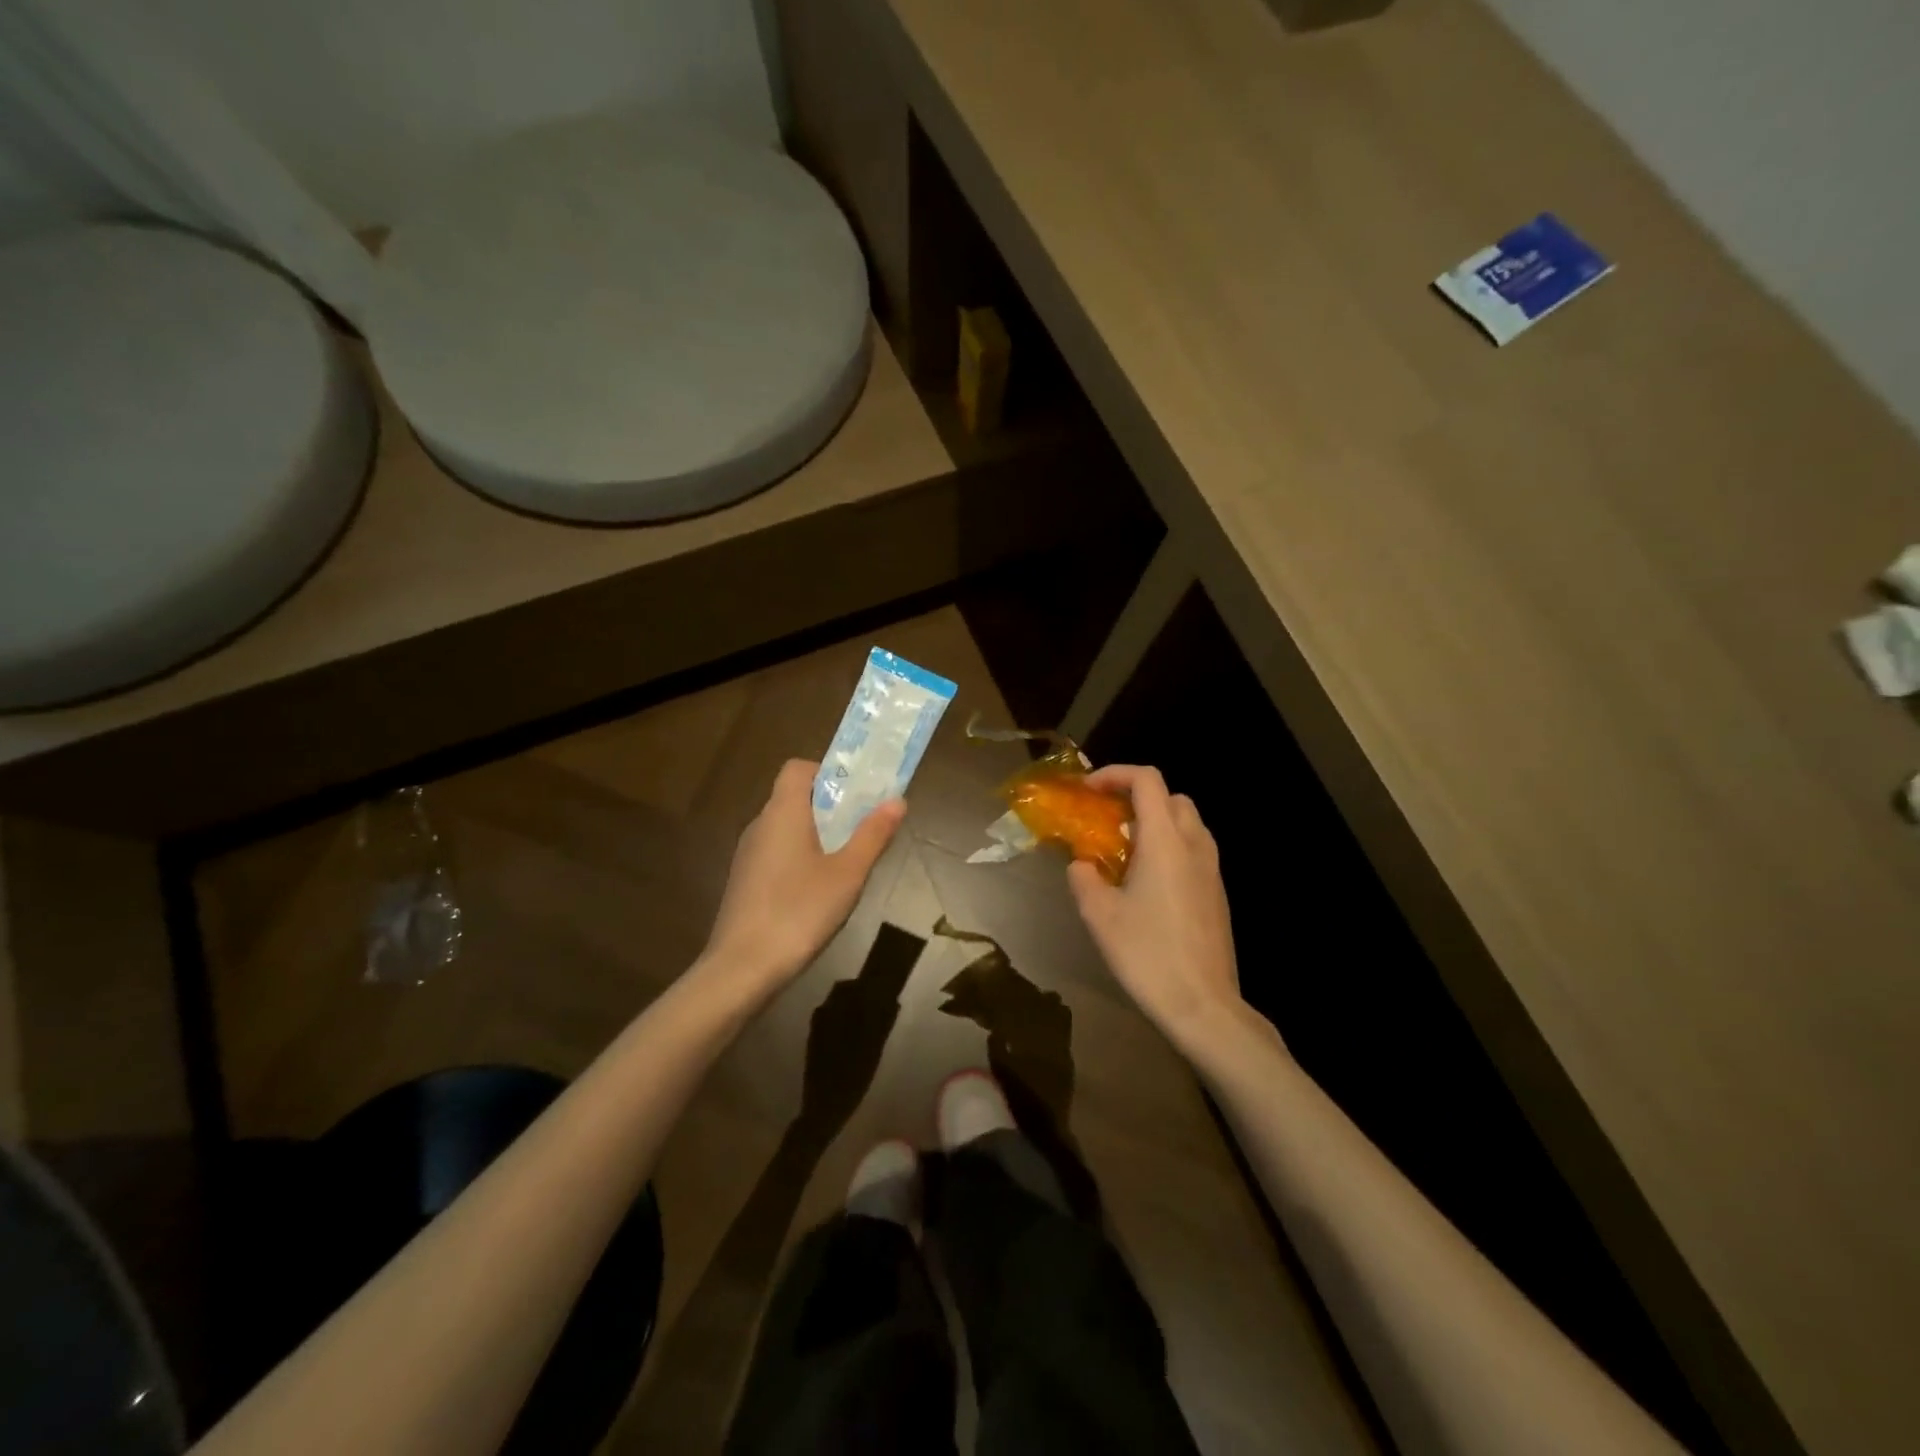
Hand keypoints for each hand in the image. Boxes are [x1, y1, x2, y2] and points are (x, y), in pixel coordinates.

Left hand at [701, 759, 905, 998]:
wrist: (742, 969)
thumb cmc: (799, 911)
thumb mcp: (848, 874)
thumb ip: (873, 835)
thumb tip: (897, 800)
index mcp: (783, 812)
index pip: (798, 768)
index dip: (827, 772)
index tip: (856, 794)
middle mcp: (761, 825)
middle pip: (795, 797)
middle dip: (831, 806)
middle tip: (863, 828)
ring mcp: (748, 855)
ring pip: (787, 828)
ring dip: (817, 834)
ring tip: (848, 863)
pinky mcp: (745, 882)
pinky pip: (777, 853)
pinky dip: (800, 858)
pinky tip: (819, 892)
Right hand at [1067, 765, 1244, 1054]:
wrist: (1203, 1005)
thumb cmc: (1147, 954)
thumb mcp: (1100, 916)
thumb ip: (1084, 878)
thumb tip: (1081, 864)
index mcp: (1165, 841)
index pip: (1147, 780)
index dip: (1115, 774)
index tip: (1088, 791)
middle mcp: (1194, 845)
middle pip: (1171, 797)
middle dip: (1137, 797)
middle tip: (1108, 820)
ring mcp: (1212, 870)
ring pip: (1187, 822)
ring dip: (1156, 822)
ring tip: (1125, 851)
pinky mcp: (1217, 893)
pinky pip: (1194, 850)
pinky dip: (1170, 846)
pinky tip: (1147, 883)